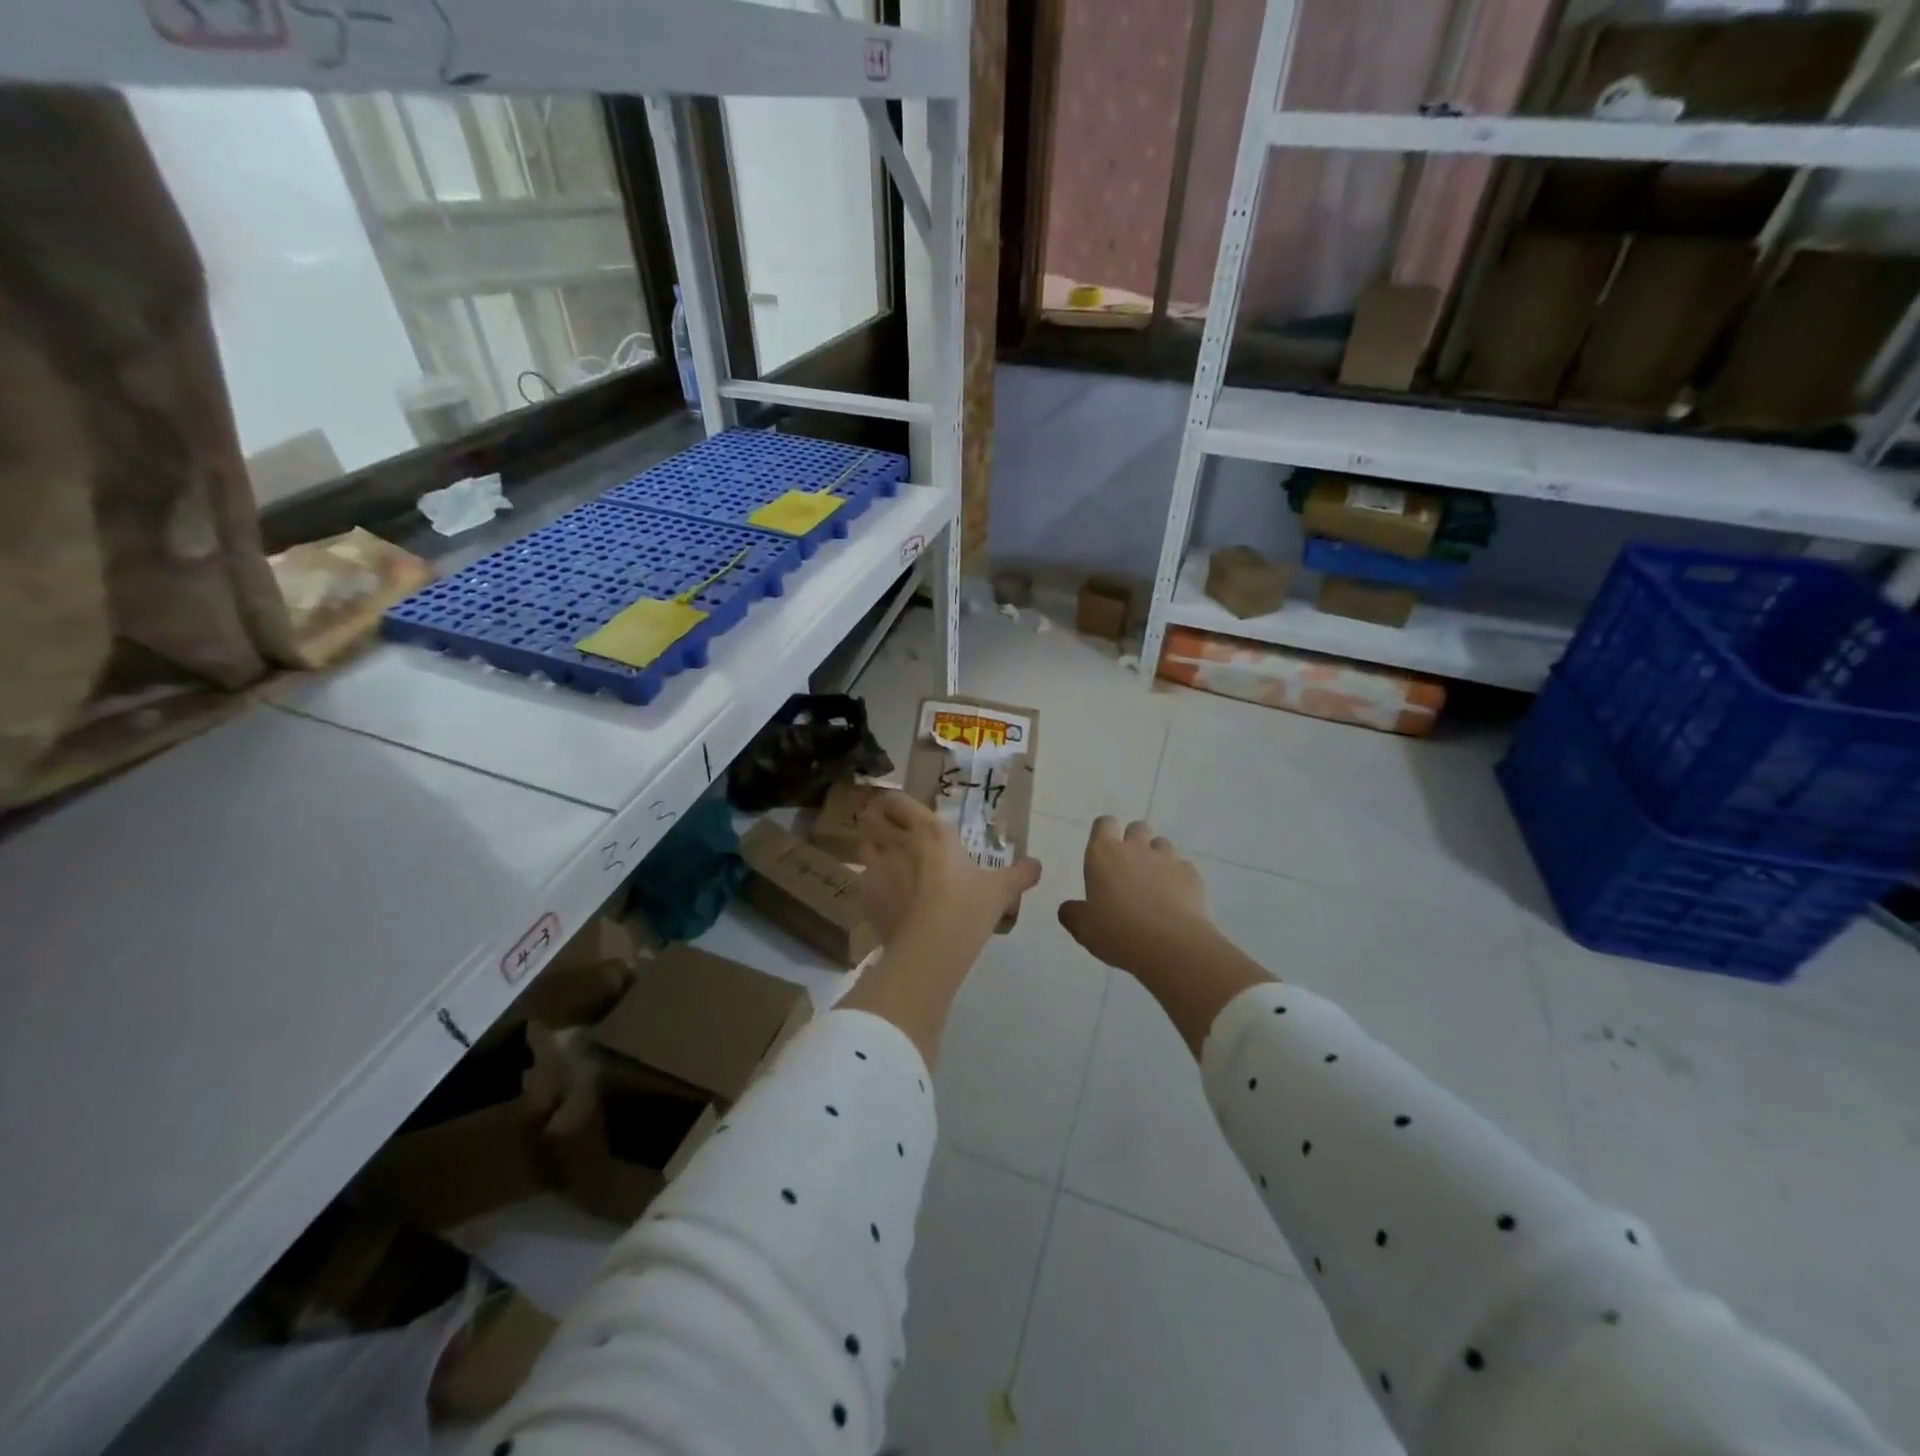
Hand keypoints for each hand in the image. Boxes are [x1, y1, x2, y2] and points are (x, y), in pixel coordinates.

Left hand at [857, 789, 1041, 953]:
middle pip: (873, 816)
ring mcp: (877, 866)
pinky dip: (867, 878)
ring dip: (869, 845)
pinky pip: (861, 876)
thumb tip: (1037, 865)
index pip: (899, 801)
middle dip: (875, 819)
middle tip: (885, 828)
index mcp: (932, 831)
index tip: (899, 810)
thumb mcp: (1001, 891)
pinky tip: (879, 891)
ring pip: (862, 843)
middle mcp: (900, 841)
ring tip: (880, 856)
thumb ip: (1020, 874)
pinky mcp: (865, 894)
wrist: (929, 950)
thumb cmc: (968, 910)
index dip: (894, 802)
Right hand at [1058, 818, 1212, 976]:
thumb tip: (1068, 909)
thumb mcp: (1083, 929)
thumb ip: (1072, 914)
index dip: (1104, 833)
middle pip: (1136, 827)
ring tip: (1154, 884)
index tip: (1104, 851)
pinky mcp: (1191, 874)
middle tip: (1129, 868)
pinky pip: (1182, 867)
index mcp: (1103, 854)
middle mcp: (1135, 848)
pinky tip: (1175, 900)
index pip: (1104, 824)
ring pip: (1161, 844)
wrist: (1171, 945)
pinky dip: (1178, 878)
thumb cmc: (1117, 933)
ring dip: (1156, 857)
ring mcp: (1166, 859)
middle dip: (1134, 841)